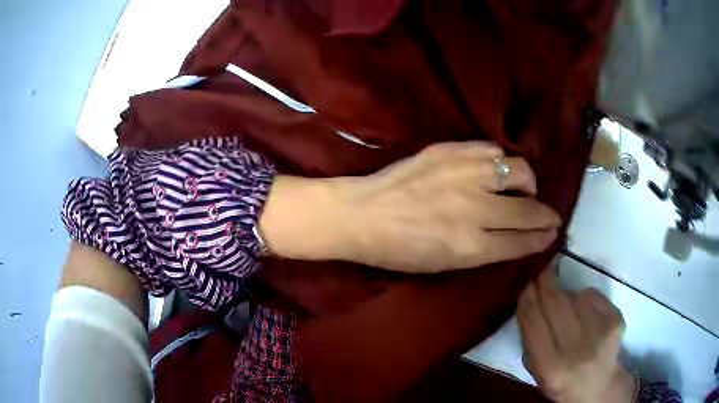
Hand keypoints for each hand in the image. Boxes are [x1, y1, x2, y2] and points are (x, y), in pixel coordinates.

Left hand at [259, 141, 560, 272]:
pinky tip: (495, 170)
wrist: (362, 214)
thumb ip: (486, 250)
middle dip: (546, 214)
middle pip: (529, 208)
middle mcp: (474, 209)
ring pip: (519, 170)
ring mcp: (463, 174)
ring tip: (519, 188)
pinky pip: (493, 150)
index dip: (543, 236)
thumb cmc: (399, 250)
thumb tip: (518, 236)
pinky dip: (501, 161)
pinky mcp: (450, 150)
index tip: (553, 231)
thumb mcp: (446, 264)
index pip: (523, 240)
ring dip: (526, 182)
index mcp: (470, 247)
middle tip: (546, 214)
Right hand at [517, 264, 636, 402]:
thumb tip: (529, 299)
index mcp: (550, 366)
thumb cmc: (561, 381)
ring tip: (566, 308)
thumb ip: (530, 339)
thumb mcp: (537, 371)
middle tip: (541, 271)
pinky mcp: (616, 319)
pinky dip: (585, 297)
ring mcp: (600, 332)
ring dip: (566, 295)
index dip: (527, 298)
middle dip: (545, 282)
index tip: (525, 282)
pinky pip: (593, 295)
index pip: (533, 321)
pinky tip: (584, 311)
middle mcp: (576, 349)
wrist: (598, 387)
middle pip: (556, 303)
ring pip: (575, 295)